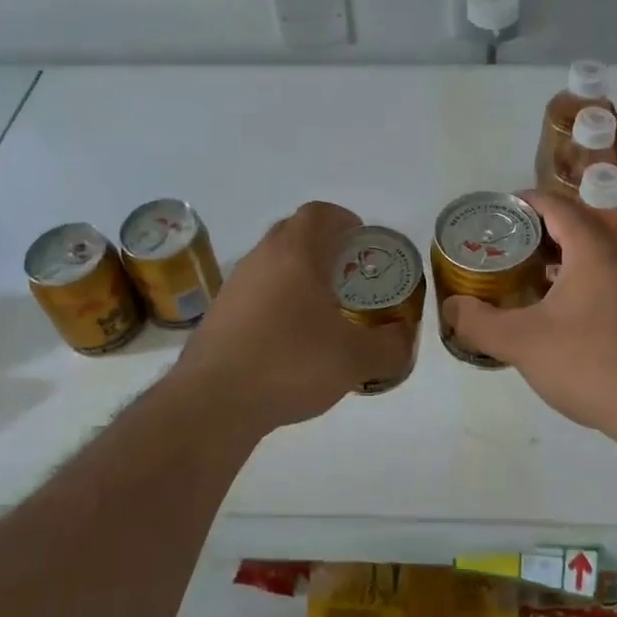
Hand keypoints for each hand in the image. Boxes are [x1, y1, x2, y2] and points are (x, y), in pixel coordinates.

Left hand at [170, 201, 409, 433]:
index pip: (319, 213)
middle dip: (325, 248)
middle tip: (349, 277)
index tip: (362, 243)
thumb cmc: (290, 363)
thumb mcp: (355, 360)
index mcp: (294, 253)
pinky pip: (257, 294)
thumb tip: (404, 338)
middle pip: (294, 234)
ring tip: (323, 312)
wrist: (213, 403)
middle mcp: (261, 258)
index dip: (344, 220)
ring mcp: (235, 286)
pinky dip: (277, 304)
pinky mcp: (219, 315)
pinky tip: (291, 341)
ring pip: (273, 265)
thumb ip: (390, 346)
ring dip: (298, 277)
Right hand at [441, 191, 616, 442]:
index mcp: (592, 250)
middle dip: (538, 229)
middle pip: (576, 225)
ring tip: (525, 273)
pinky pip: (605, 278)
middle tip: (504, 243)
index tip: (496, 210)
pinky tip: (557, 309)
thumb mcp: (522, 343)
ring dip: (559, 256)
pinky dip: (577, 279)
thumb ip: (479, 322)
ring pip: (593, 254)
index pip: (557, 206)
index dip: (524, 201)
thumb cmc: (590, 363)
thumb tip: (451, 307)